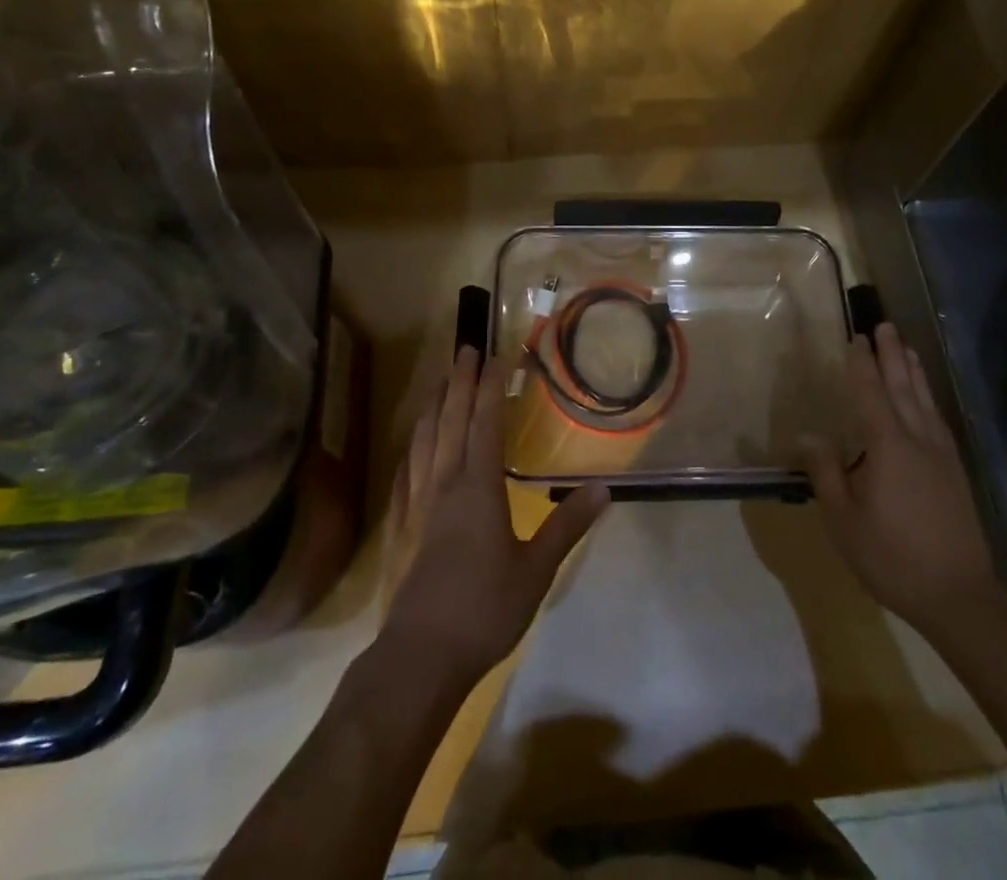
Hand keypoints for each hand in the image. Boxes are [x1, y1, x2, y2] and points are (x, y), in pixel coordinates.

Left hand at [381, 348, 609, 687]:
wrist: (419, 658)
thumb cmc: (484, 610)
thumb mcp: (536, 571)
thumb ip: (567, 527)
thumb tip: (604, 489)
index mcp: (478, 488)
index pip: (486, 422)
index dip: (492, 386)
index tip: (498, 355)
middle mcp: (445, 483)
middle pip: (452, 419)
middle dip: (460, 381)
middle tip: (466, 349)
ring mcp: (419, 503)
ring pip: (425, 439)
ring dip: (435, 404)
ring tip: (442, 381)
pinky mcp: (403, 525)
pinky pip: (407, 469)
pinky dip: (414, 444)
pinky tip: (415, 443)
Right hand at [801, 323, 999, 630]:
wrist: (959, 596)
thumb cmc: (892, 557)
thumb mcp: (844, 520)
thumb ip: (825, 473)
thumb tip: (806, 435)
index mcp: (888, 446)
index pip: (871, 393)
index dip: (861, 364)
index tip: (855, 338)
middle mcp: (917, 440)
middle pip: (902, 387)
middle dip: (892, 355)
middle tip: (884, 325)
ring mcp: (941, 455)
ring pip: (924, 400)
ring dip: (913, 370)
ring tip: (906, 347)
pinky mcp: (955, 471)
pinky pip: (938, 419)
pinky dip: (928, 398)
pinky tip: (926, 399)